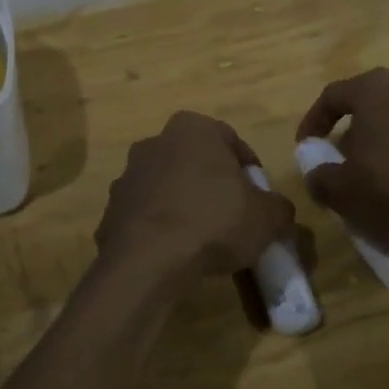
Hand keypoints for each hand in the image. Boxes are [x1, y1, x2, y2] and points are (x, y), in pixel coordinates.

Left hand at [94, 112, 295, 283]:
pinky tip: (174, 253)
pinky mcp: (110, 209)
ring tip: (202, 240)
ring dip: (183, 204)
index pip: (232, 141)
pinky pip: (145, 214)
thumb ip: (279, 207)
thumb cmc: (214, 221)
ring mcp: (128, 175)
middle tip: (232, 217)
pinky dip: (159, 228)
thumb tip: (277, 211)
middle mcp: (156, 141)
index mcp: (194, 128)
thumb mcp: (267, 216)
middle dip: (213, 185)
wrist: (148, 260)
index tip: (258, 199)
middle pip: (196, 161)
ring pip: (168, 186)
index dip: (249, 171)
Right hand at [295, 69, 388, 239]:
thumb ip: (319, 178)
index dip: (312, 121)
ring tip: (370, 175)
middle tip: (339, 159)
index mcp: (372, 89)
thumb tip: (316, 175)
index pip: (331, 95)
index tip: (306, 147)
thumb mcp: (342, 189)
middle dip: (348, 132)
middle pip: (365, 104)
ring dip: (377, 143)